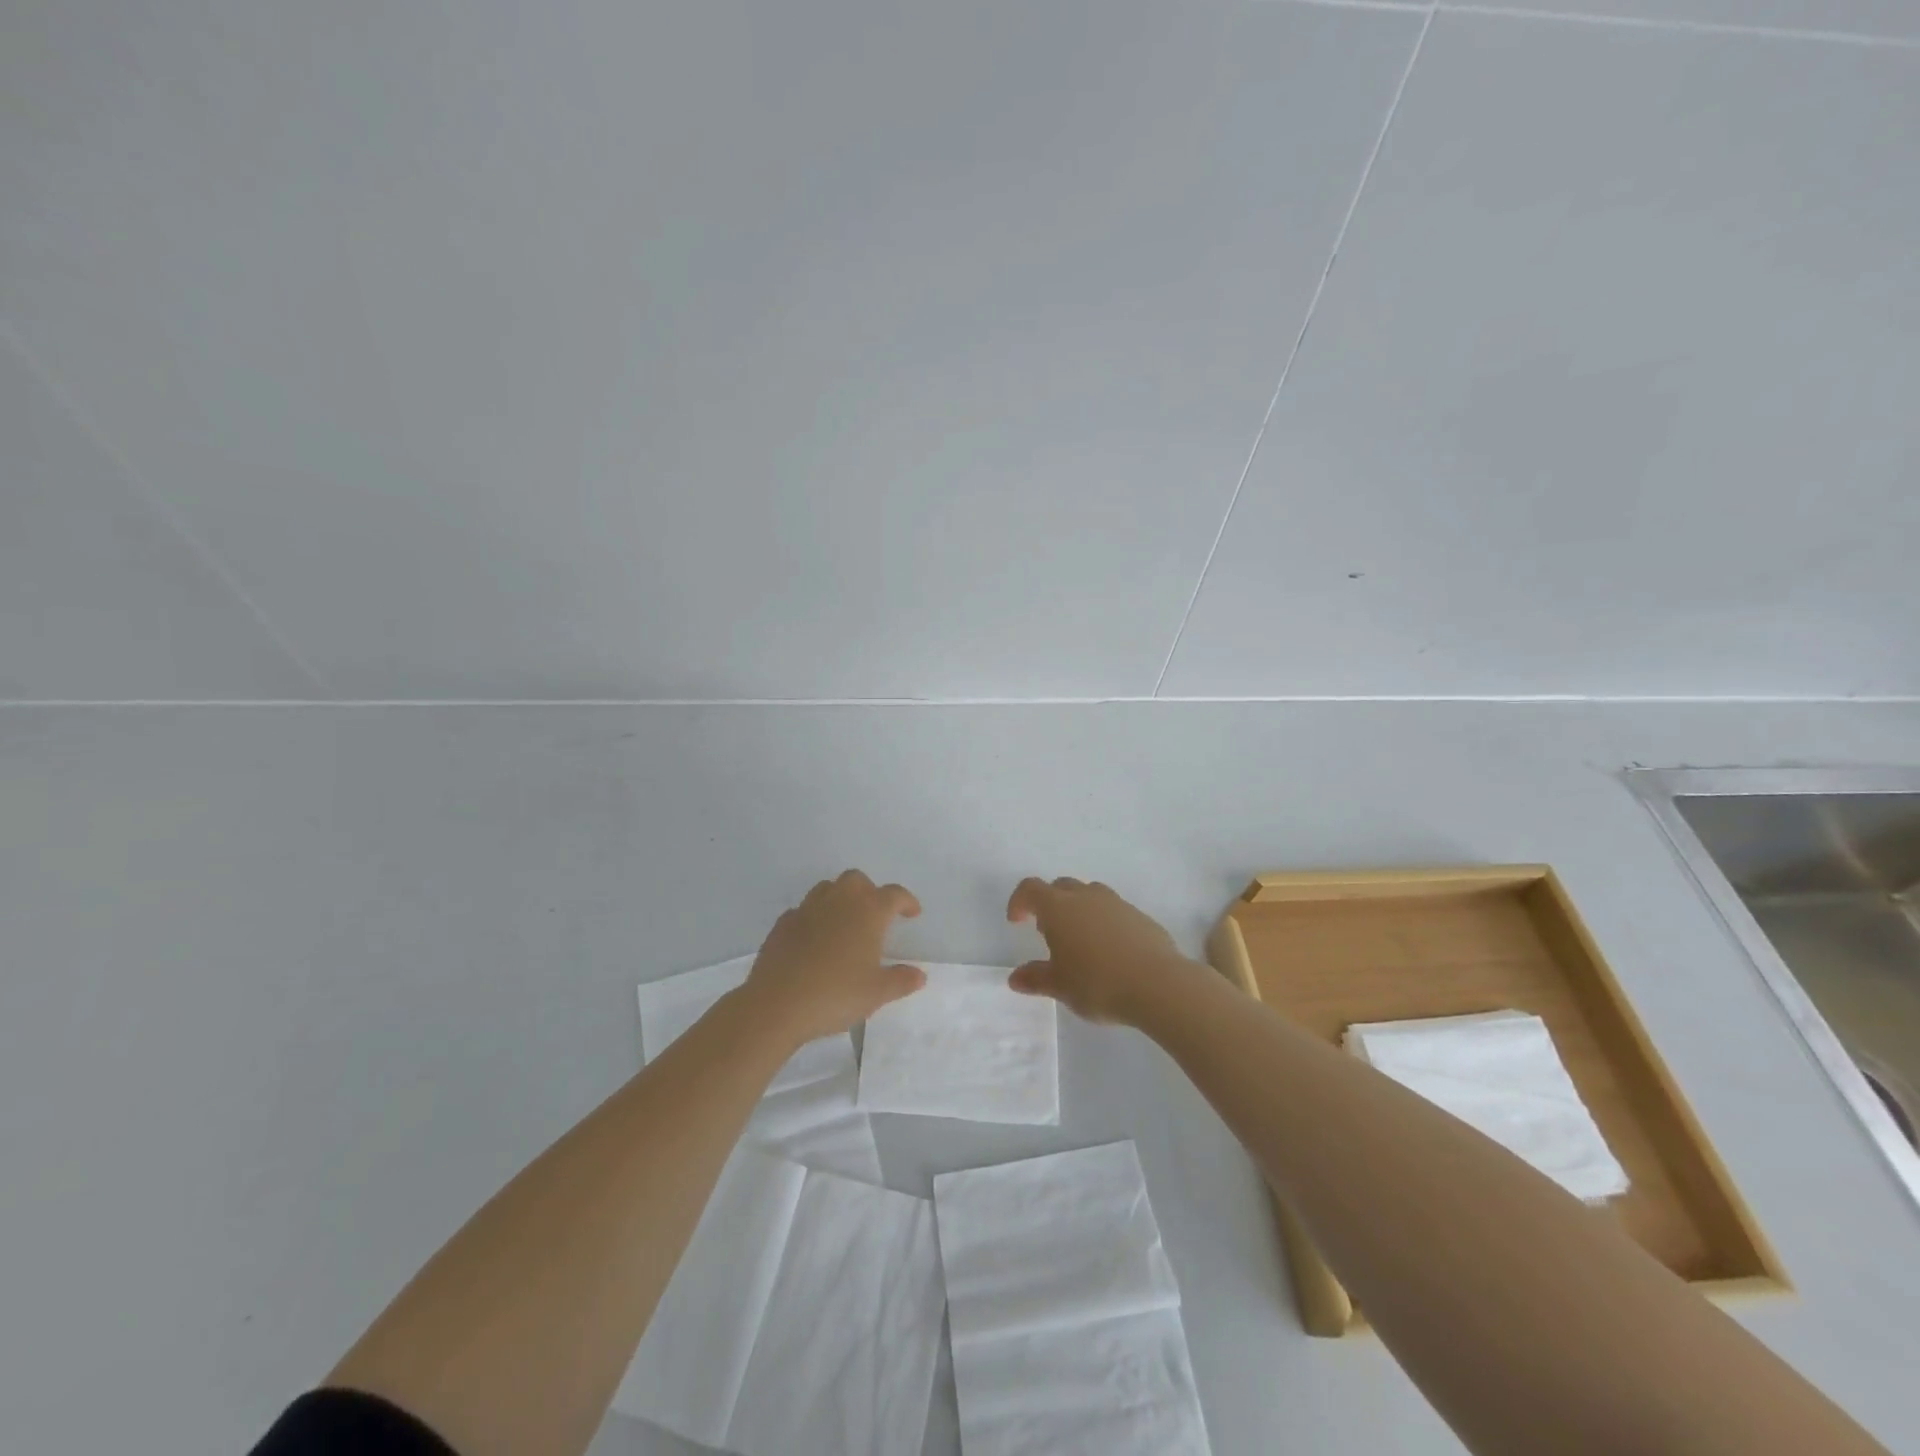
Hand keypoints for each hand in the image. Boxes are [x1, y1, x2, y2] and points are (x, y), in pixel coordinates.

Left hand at [745, 870, 925, 1044]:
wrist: (777, 1004)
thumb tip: (919, 975)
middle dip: (870, 892)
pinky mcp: (783, 923)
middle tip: (875, 916)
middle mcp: (839, 901)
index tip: (912, 913)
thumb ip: (901, 980)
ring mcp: (807, 909)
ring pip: (828, 888)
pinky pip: (803, 910)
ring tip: (845, 924)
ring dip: (840, 898)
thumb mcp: (877, 993)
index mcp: (868, 912)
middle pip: (857, 880)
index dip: (906, 901)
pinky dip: (814, 918)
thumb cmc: (835, 994)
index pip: (894, 895)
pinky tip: (814, 940)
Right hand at [1005, 877, 1199, 1025]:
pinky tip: (1111, 951)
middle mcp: (1086, 897)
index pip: (1031, 889)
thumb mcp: (1060, 986)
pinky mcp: (1140, 916)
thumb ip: (1036, 978)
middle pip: (1061, 886)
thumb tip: (1015, 978)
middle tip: (1049, 932)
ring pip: (1090, 894)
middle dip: (1050, 903)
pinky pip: (1114, 910)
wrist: (1158, 984)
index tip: (1017, 921)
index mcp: (1059, 908)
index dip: (1019, 901)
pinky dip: (1104, 922)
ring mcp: (1117, 903)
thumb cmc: (1098, 983)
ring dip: (1079, 909)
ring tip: (1081, 940)